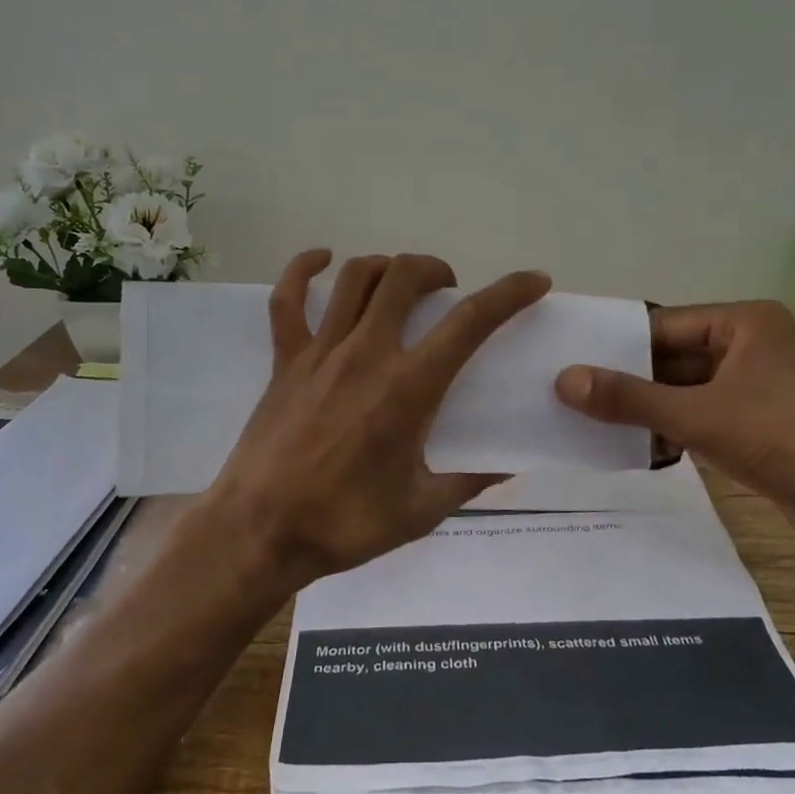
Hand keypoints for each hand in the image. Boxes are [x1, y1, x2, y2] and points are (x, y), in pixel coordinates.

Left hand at [199, 250, 552, 593]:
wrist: (260, 533)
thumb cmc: (345, 524)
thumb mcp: (422, 510)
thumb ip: (468, 481)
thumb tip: (508, 466)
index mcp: (408, 388)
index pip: (470, 322)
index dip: (509, 293)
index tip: (533, 281)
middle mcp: (366, 354)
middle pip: (405, 277)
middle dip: (436, 270)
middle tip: (448, 293)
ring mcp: (320, 352)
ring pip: (356, 278)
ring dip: (387, 267)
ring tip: (401, 284)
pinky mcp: (285, 361)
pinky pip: (288, 300)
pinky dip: (304, 269)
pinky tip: (322, 260)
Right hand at [554, 302, 794, 580]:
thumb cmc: (786, 439)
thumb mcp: (698, 415)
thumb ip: (629, 398)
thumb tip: (563, 380)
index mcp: (743, 324)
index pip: (662, 326)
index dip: (615, 345)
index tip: (568, 362)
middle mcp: (750, 348)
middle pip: (672, 359)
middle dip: (628, 382)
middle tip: (569, 396)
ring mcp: (758, 390)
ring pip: (686, 393)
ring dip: (646, 410)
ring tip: (588, 423)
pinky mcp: (761, 429)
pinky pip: (703, 420)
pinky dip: (671, 432)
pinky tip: (632, 449)